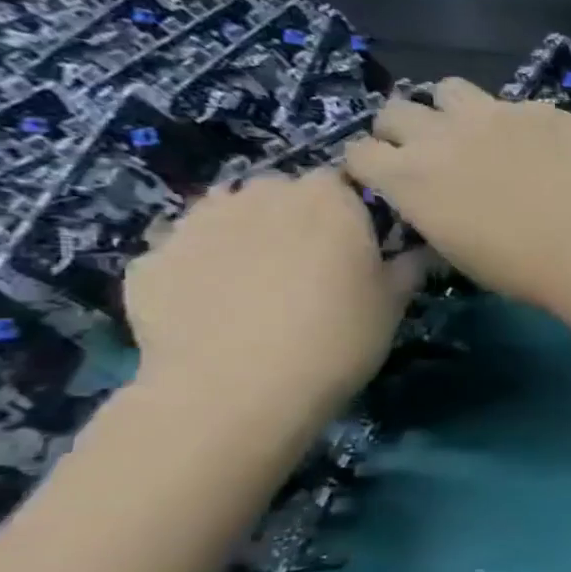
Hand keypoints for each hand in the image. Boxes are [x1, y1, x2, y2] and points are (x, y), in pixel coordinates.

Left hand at [124, 169, 422, 413]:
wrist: (235, 390)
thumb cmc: (338, 337)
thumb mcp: (394, 304)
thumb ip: (408, 267)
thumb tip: (421, 251)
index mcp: (327, 200)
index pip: (342, 181)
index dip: (352, 209)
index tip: (362, 242)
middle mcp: (259, 196)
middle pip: (280, 191)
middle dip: (295, 216)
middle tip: (314, 262)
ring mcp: (196, 224)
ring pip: (227, 213)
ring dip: (246, 233)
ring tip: (261, 279)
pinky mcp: (149, 259)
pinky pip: (185, 251)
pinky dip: (201, 267)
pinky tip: (216, 305)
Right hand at [343, 77, 570, 310]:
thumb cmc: (525, 268)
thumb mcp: (459, 253)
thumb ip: (433, 213)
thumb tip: (435, 202)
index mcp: (407, 177)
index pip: (358, 153)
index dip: (374, 165)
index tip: (392, 177)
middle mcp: (439, 134)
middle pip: (395, 111)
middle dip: (405, 129)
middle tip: (435, 152)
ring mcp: (493, 114)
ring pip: (450, 89)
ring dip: (455, 109)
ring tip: (481, 133)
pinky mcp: (541, 110)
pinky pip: (519, 106)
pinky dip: (522, 125)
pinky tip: (549, 149)